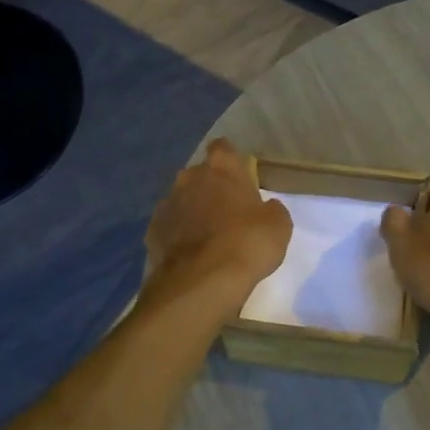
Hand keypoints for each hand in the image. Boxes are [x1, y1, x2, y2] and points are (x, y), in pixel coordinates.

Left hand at [143, 139, 291, 320]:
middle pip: (199, 176)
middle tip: (226, 213)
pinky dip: (177, 237)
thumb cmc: (247, 243)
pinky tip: (190, 256)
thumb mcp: (278, 225)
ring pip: (181, 201)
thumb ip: (271, 210)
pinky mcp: (151, 232)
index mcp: (220, 169)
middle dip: (210, 189)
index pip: (222, 148)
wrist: (202, 281)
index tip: (238, 176)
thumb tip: (266, 208)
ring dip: (192, 213)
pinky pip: (168, 228)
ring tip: (206, 238)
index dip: (230, 161)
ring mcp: (166, 204)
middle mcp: (188, 178)